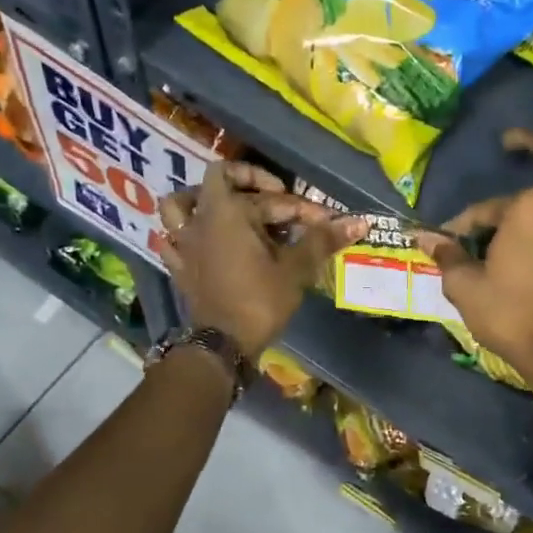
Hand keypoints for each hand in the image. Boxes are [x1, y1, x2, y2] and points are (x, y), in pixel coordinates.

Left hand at [159, 162, 366, 354]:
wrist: (222, 345)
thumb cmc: (259, 301)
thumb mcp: (295, 269)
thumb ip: (322, 240)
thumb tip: (359, 222)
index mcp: (227, 211)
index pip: (269, 195)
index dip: (298, 205)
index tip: (318, 221)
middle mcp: (200, 219)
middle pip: (226, 187)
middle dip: (256, 192)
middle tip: (280, 210)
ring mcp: (183, 242)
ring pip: (180, 203)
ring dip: (201, 200)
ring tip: (226, 209)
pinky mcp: (179, 265)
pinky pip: (173, 237)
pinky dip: (185, 233)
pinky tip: (203, 240)